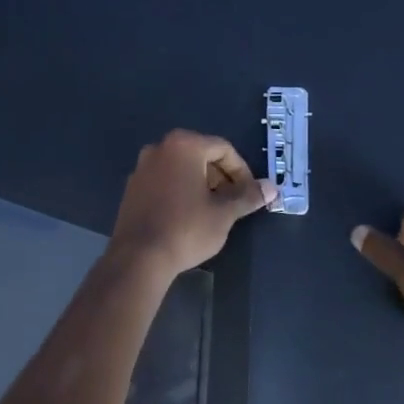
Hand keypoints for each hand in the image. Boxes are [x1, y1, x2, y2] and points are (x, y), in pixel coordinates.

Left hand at [109, 130, 275, 276]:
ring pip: (182, 168)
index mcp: (184, 145)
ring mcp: (142, 167)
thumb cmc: (186, 228)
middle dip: (221, 177)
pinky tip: (187, 215)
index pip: (223, 149)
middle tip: (233, 202)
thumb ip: (247, 196)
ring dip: (201, 184)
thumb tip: (271, 188)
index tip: (250, 194)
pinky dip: (180, 190)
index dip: (242, 171)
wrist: (139, 257)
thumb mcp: (224, 213)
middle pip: (201, 155)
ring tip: (213, 210)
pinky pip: (164, 180)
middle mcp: (160, 148)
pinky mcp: (132, 187)